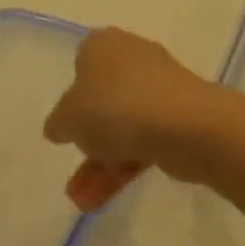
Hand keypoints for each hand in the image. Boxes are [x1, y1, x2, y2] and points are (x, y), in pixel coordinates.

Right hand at [43, 27, 220, 210]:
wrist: (184, 125)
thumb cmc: (116, 107)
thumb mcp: (69, 116)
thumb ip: (60, 122)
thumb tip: (61, 125)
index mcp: (104, 45)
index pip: (83, 59)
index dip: (73, 88)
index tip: (67, 117)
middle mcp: (132, 59)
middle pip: (104, 96)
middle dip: (87, 134)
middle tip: (73, 157)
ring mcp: (158, 89)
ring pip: (122, 125)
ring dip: (99, 163)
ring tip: (81, 200)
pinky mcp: (176, 117)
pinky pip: (142, 141)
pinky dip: (122, 168)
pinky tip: (98, 200)